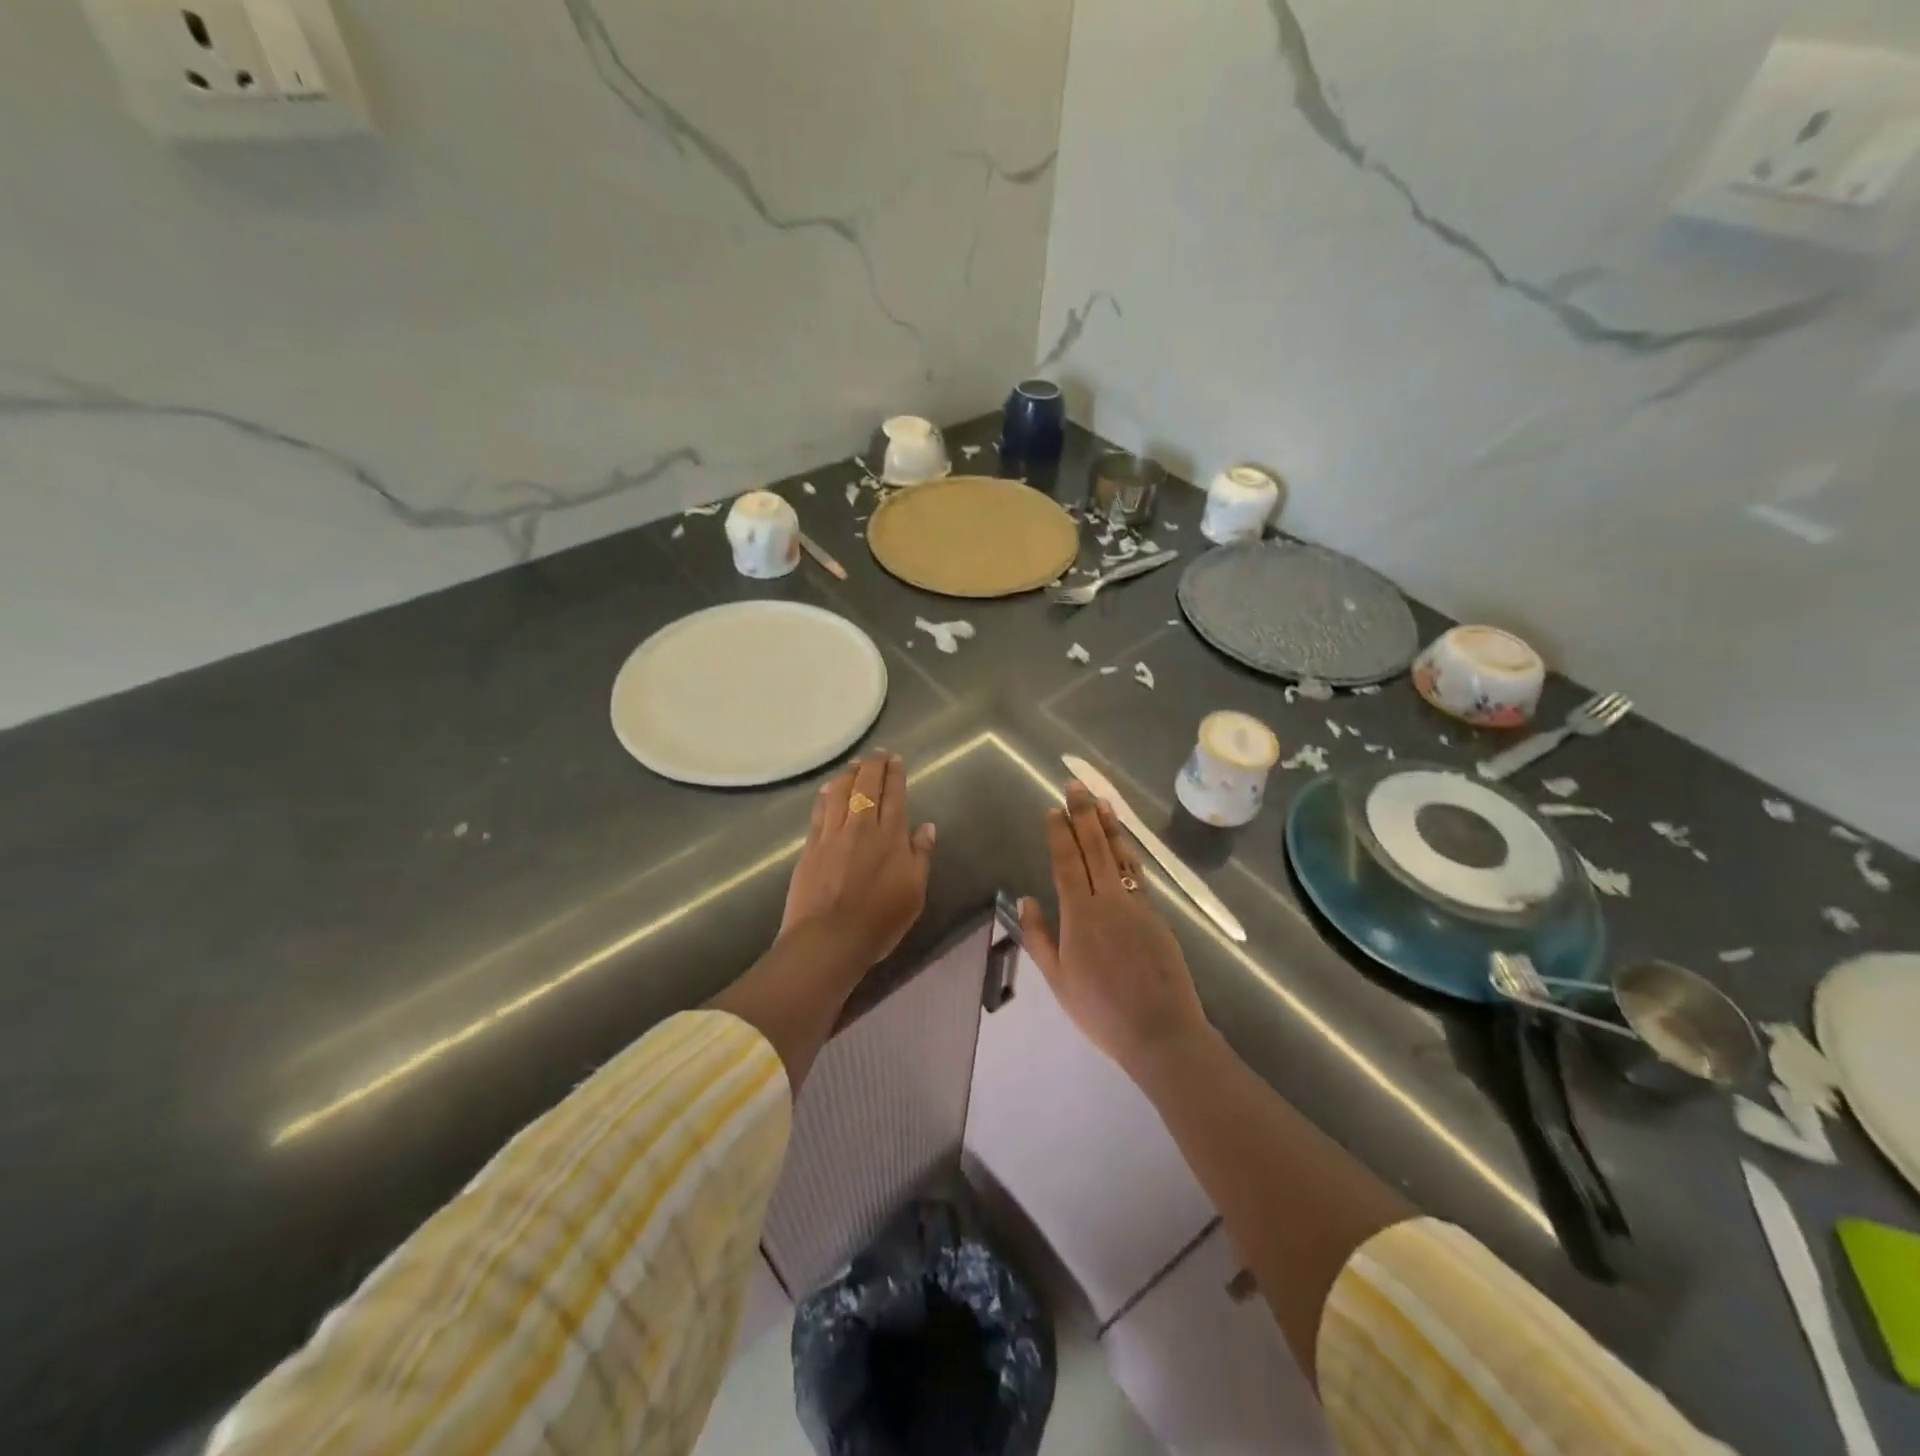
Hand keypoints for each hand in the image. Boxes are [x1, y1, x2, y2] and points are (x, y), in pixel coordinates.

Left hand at [781, 752, 936, 969]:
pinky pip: (820, 810)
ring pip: (840, 792)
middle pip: (866, 786)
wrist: (828, 939)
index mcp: (890, 837)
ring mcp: (832, 835)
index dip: (895, 774)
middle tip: (877, 754)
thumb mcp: (914, 893)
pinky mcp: (810, 846)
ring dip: (849, 774)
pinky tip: (829, 789)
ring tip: (854, 765)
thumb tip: (927, 827)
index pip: (894, 795)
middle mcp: (861, 827)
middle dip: (872, 766)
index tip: (895, 759)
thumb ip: (921, 856)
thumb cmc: (879, 921)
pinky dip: (827, 794)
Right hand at [1019, 783, 1209, 1075]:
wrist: (1161, 1031)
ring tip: (1102, 801)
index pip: (1067, 862)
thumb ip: (1039, 936)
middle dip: (1083, 814)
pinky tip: (1124, 844)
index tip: (1053, 809)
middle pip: (1094, 848)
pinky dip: (1128, 852)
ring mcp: (1136, 905)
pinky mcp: (1156, 915)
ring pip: (1120, 855)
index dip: (1059, 833)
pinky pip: (1137, 873)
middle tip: (1076, 785)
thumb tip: (1026, 900)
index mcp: (1080, 914)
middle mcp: (1108, 900)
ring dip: (1109, 826)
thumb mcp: (1058, 979)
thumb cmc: (1100, 1010)